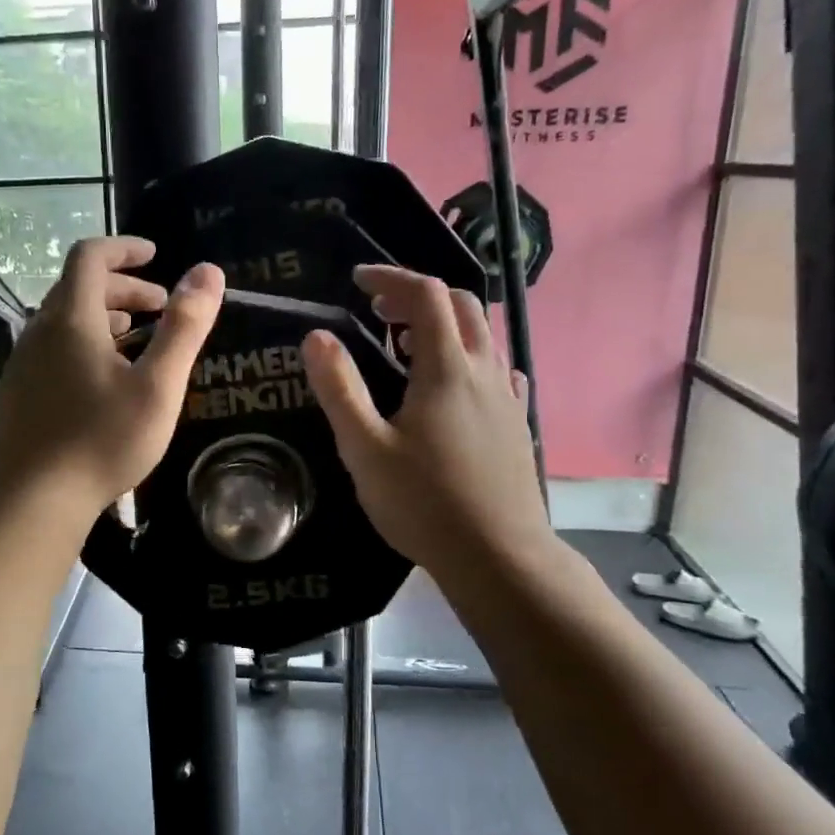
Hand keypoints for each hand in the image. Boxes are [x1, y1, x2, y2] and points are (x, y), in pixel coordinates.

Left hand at [0, 236, 224, 520]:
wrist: (36, 500)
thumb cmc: (104, 440)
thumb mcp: (158, 385)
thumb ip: (184, 327)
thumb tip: (208, 271)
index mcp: (71, 320)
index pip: (90, 257)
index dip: (124, 248)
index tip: (155, 255)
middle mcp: (39, 331)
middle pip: (78, 287)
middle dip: (122, 287)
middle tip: (160, 306)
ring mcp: (23, 362)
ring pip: (64, 320)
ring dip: (103, 316)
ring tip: (137, 337)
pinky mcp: (17, 390)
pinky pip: (52, 348)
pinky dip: (83, 342)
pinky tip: (104, 378)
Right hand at [302, 265, 557, 586]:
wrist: (499, 557)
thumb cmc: (424, 503)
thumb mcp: (364, 448)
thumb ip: (339, 388)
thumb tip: (316, 335)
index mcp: (447, 368)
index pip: (425, 295)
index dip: (390, 278)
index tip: (357, 281)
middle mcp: (484, 370)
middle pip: (461, 305)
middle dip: (418, 295)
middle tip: (378, 311)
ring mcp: (507, 397)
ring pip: (483, 336)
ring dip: (444, 324)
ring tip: (405, 346)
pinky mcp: (517, 424)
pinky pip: (498, 369)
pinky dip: (471, 356)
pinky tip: (455, 383)